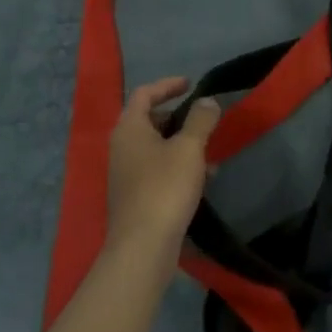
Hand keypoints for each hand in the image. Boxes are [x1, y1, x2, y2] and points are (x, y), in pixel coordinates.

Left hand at [104, 77, 219, 275]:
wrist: (142, 248)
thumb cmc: (164, 188)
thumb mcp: (189, 148)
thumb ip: (200, 119)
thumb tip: (206, 101)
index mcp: (129, 128)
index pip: (145, 93)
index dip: (168, 85)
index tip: (191, 84)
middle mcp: (122, 147)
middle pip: (149, 120)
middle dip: (177, 117)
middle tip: (202, 119)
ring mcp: (126, 174)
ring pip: (156, 147)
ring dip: (182, 144)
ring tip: (210, 152)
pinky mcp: (135, 197)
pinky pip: (158, 170)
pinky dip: (178, 166)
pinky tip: (202, 180)